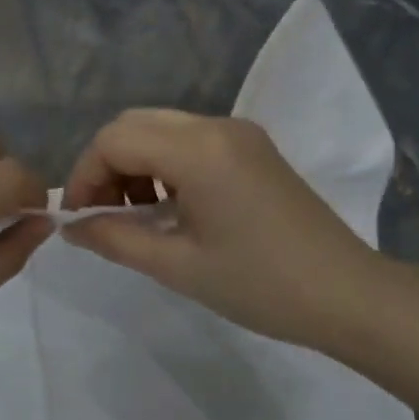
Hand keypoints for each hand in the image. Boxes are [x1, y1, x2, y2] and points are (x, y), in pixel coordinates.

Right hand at [60, 108, 381, 347]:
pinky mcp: (253, 149)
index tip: (78, 219)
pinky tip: (169, 209)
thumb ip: (114, 239)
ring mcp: (240, 134)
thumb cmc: (259, 285)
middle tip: (101, 216)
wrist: (347, 294)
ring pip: (161, 130)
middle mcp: (217, 126)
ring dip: (134, 165)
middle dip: (105, 167)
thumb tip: (71, 227)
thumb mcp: (176, 266)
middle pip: (134, 125)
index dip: (83, 176)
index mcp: (198, 150)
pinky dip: (164, 166)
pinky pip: (190, 141)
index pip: (114, 140)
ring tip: (135, 217)